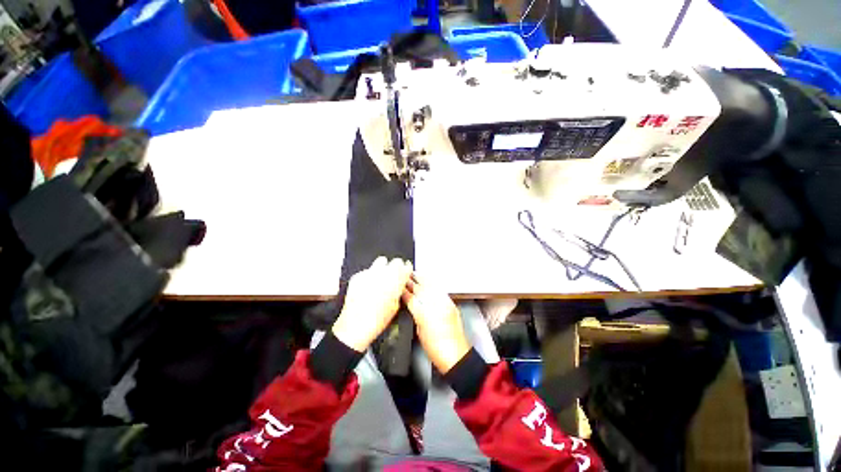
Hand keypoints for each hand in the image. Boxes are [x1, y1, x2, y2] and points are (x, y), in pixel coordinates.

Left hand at [332, 257, 412, 351]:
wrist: (356, 325)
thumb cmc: (376, 319)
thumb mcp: (395, 306)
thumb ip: (399, 290)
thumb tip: (399, 284)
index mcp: (396, 281)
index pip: (406, 266)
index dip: (407, 269)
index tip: (406, 270)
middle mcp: (384, 274)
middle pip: (396, 261)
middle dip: (397, 266)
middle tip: (395, 274)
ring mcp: (370, 273)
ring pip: (381, 261)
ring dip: (383, 267)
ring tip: (381, 277)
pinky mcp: (358, 275)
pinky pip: (368, 270)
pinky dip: (370, 275)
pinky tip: (368, 286)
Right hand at [403, 276, 469, 373]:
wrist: (456, 355)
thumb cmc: (435, 348)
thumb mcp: (420, 332)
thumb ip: (416, 315)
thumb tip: (413, 305)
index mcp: (424, 315)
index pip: (411, 298)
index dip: (404, 291)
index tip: (399, 285)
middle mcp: (435, 306)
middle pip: (421, 290)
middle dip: (412, 282)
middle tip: (405, 275)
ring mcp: (445, 304)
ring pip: (431, 287)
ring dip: (423, 279)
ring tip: (415, 274)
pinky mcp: (451, 304)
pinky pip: (440, 290)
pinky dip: (433, 284)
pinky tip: (429, 281)